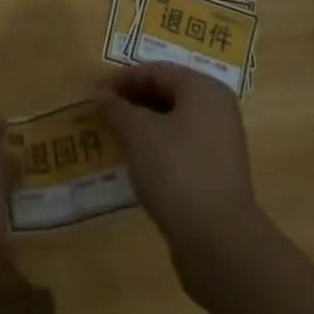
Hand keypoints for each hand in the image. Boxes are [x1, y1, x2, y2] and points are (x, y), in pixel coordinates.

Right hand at [98, 63, 260, 266]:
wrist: (219, 243)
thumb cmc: (177, 171)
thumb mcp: (138, 133)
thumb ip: (116, 109)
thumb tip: (99, 97)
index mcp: (203, 88)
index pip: (155, 71)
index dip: (121, 80)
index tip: (93, 95)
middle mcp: (217, 109)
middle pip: (166, 94)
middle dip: (131, 102)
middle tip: (101, 115)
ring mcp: (220, 143)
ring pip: (173, 123)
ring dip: (142, 127)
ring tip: (113, 138)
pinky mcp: (217, 174)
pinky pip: (181, 148)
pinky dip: (156, 149)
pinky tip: (136, 165)